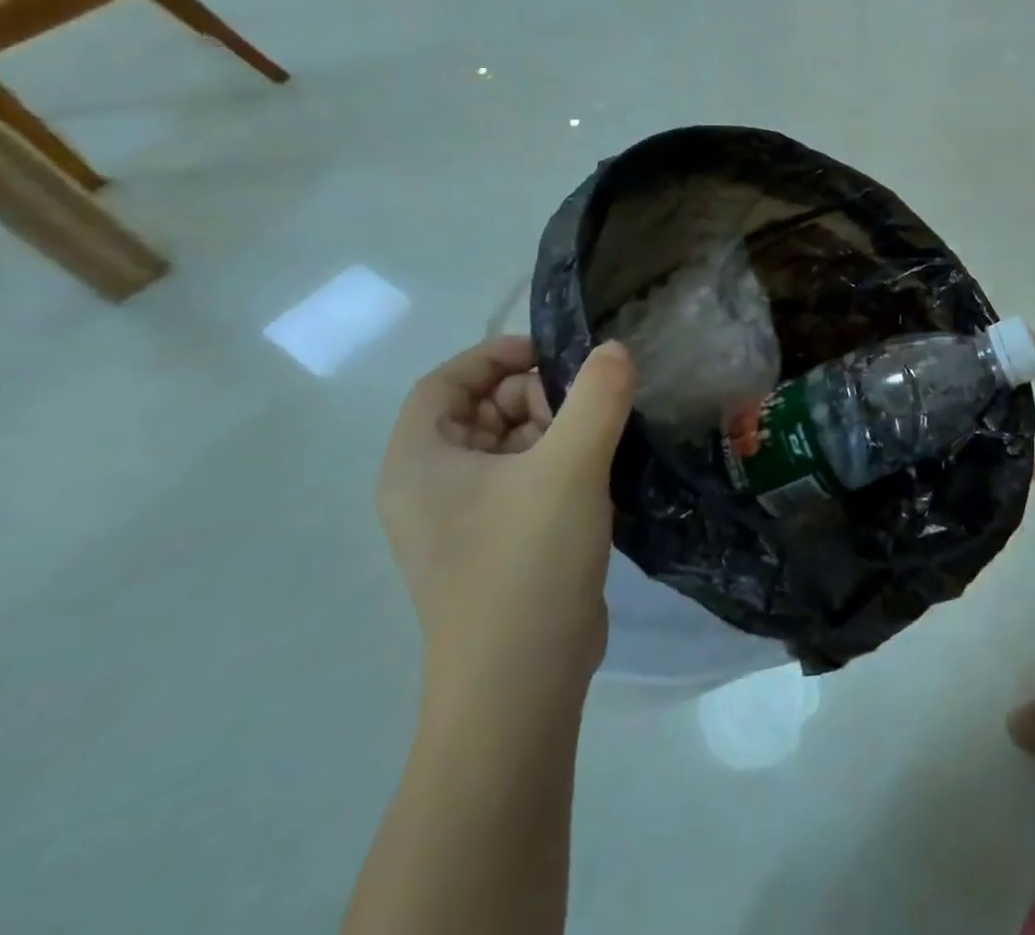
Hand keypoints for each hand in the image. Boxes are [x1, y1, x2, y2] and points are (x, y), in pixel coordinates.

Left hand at [378, 337, 635, 699]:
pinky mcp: (498, 546)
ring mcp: (464, 522)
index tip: (552, 352)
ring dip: (555, 429)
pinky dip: (560, 462)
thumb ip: (597, 395)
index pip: (444, 383)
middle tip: (589, 403)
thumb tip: (615, 349)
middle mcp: (431, 488)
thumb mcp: (569, 465)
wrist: (521, 684)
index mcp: (419, 463)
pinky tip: (602, 469)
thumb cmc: (527, 562)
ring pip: (508, 446)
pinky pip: (525, 481)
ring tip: (603, 437)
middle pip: (479, 411)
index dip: (494, 356)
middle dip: (535, 395)